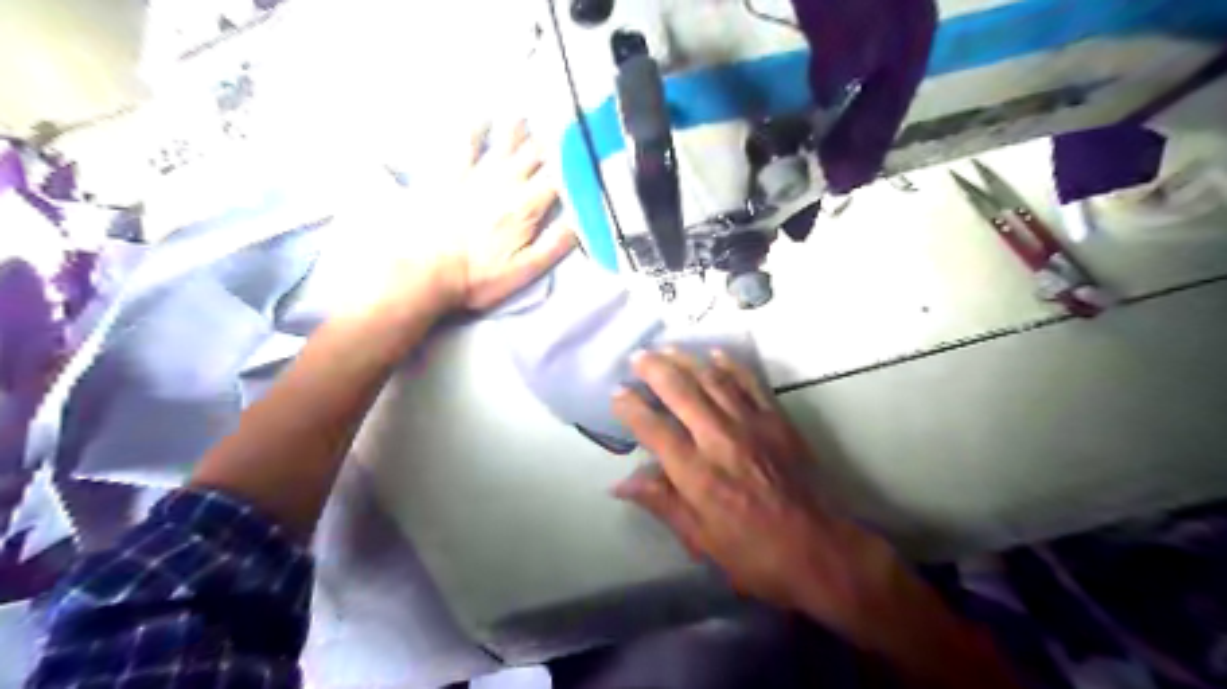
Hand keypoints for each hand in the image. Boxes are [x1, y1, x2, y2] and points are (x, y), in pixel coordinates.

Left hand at [345, 117, 575, 325]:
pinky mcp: (448, 174)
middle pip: (535, 156)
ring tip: (527, 117)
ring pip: (504, 144)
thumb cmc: (476, 277)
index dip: (576, 163)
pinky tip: (481, 118)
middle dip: (552, 142)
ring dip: (519, 130)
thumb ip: (556, 244)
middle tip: (563, 126)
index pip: (559, 178)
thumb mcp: (525, 271)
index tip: (587, 150)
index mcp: (526, 207)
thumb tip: (582, 219)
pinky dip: (475, 128)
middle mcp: (505, 184)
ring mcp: (475, 175)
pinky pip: (465, 143)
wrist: (422, 270)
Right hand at [614, 349, 898, 633]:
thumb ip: (661, 503)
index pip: (655, 429)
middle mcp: (719, 440)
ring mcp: (751, 424)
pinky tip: (715, 355)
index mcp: (697, 474)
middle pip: (681, 392)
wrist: (819, 548)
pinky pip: (750, 382)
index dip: (631, 408)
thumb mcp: (700, 540)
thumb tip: (620, 484)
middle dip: (654, 369)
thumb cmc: (753, 553)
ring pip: (712, 379)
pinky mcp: (776, 420)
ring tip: (666, 349)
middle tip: (638, 357)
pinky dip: (730, 365)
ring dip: (686, 360)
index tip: (617, 393)